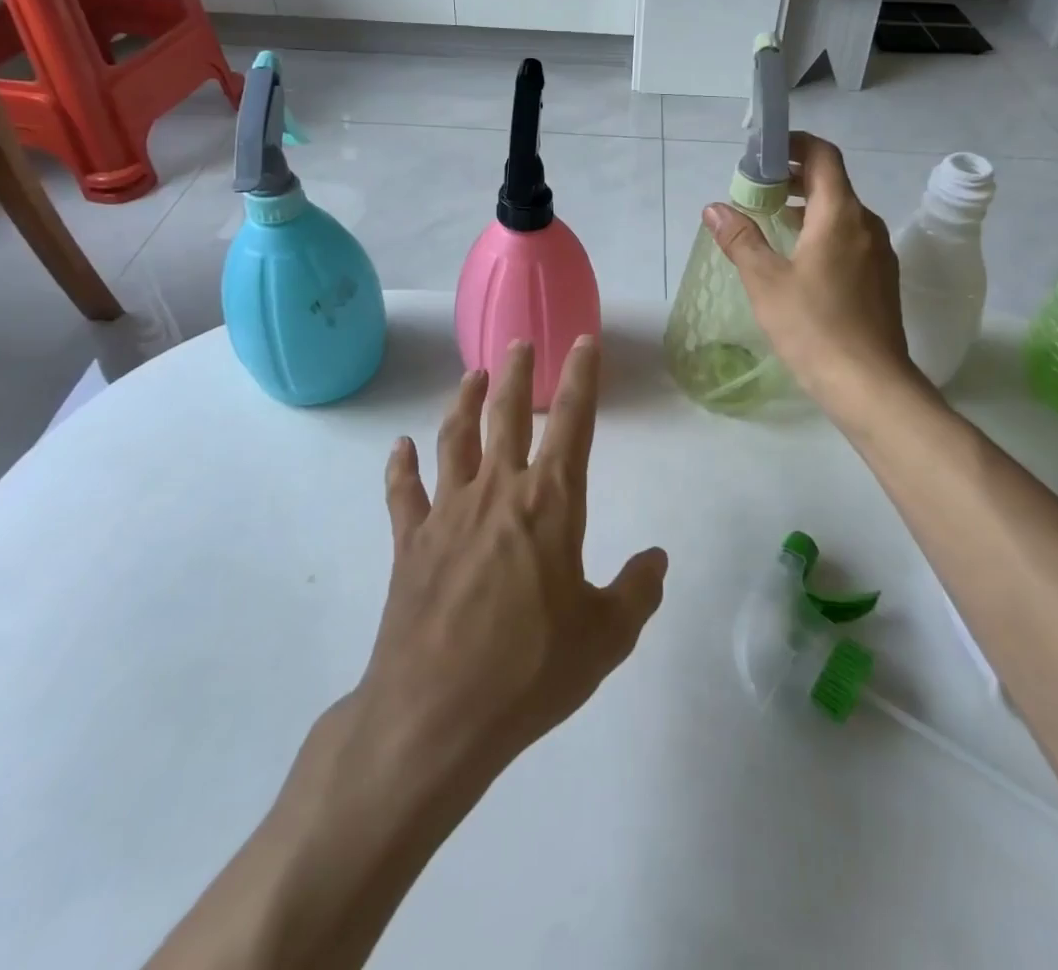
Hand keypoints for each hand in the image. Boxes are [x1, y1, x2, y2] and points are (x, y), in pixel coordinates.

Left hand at [357, 338, 667, 785]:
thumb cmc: (530, 672)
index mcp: (550, 504)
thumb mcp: (605, 638)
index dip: (582, 377)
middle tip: (521, 342)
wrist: (436, 716)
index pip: (573, 423)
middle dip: (517, 373)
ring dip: (464, 402)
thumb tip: (656, 559)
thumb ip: (636, 592)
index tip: (583, 341)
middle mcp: (498, 492)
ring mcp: (448, 513)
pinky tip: (400, 447)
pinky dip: (401, 466)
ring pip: (455, 439)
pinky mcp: (410, 542)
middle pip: (507, 415)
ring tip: (473, 374)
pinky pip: (403, 493)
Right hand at [703, 132, 919, 414]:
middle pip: (831, 182)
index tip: (761, 152)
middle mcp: (866, 224)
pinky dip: (821, 232)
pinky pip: (849, 238)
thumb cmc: (813, 327)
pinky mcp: (881, 278)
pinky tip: (798, 258)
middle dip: (792, 177)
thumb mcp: (766, 282)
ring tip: (770, 220)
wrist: (869, 384)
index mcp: (840, 215)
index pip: (822, 155)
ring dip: (806, 206)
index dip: (793, 144)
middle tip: (754, 188)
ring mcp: (878, 252)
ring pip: (841, 212)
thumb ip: (740, 239)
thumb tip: (714, 208)